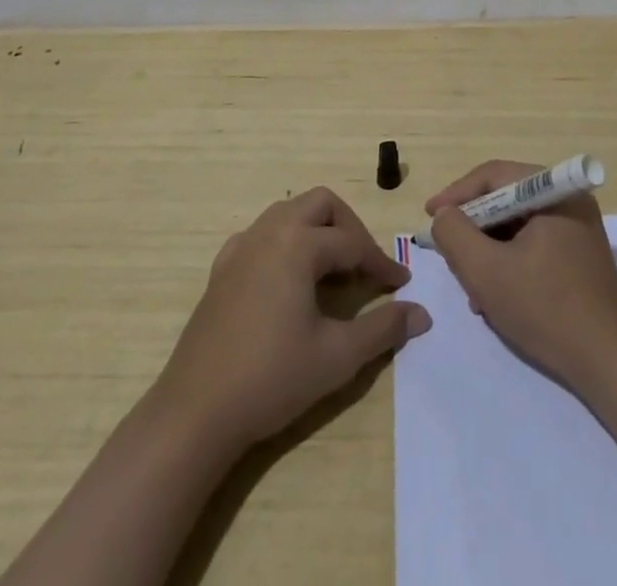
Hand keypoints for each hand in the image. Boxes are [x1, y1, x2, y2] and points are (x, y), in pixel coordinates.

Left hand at [152, 187, 430, 454]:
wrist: (195, 413)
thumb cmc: (271, 378)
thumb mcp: (337, 356)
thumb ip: (383, 328)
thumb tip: (421, 313)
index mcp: (298, 243)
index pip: (352, 243)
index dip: (381, 264)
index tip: (402, 285)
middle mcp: (269, 232)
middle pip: (321, 204)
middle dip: (349, 228)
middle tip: (365, 266)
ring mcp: (241, 247)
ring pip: (289, 213)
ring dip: (317, 231)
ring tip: (333, 271)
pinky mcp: (222, 269)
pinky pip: (262, 235)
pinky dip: (285, 243)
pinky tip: (289, 280)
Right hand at [427, 160, 616, 392]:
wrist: (609, 364)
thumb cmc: (546, 309)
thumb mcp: (486, 271)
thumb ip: (455, 234)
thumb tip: (444, 215)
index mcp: (553, 191)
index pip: (493, 176)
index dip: (456, 195)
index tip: (429, 217)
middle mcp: (568, 200)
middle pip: (504, 201)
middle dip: (473, 230)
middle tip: (450, 255)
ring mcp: (577, 228)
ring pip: (516, 226)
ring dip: (488, 252)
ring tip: (472, 288)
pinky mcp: (580, 256)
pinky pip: (532, 245)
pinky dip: (509, 263)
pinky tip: (496, 297)